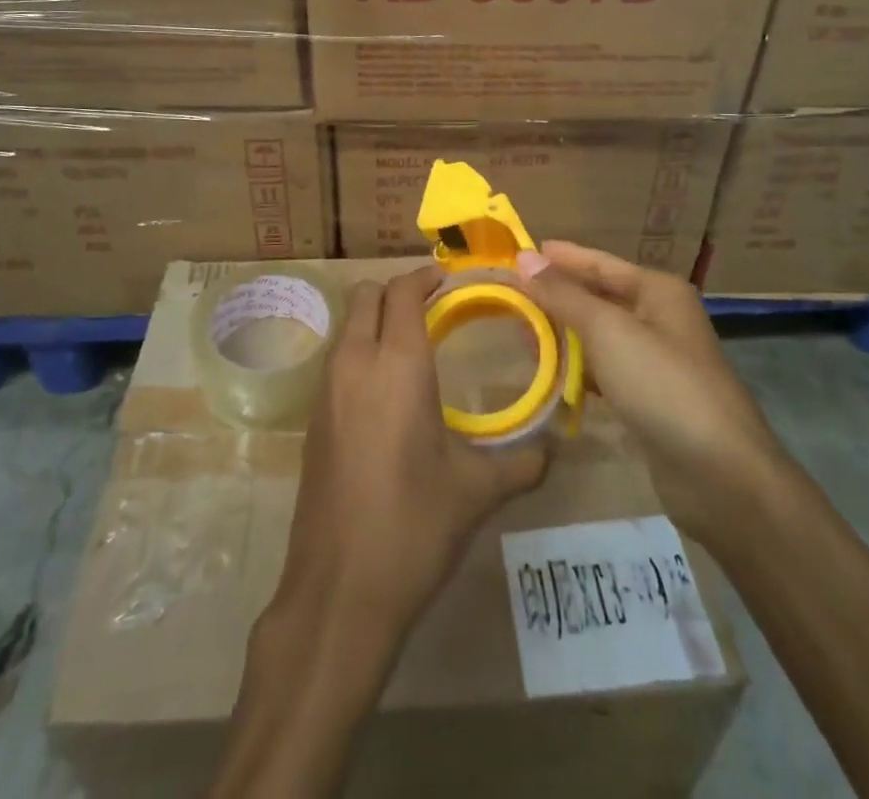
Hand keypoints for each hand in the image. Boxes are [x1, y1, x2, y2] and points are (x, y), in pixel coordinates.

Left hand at [274, 265, 548, 639]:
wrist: (338, 592)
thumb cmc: (414, 527)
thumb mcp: (476, 492)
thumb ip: (522, 463)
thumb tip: (556, 450)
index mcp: (397, 366)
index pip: (402, 292)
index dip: (425, 277)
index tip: (450, 280)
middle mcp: (355, 364)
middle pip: (365, 295)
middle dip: (397, 291)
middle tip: (434, 308)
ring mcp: (326, 391)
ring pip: (347, 325)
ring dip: (375, 319)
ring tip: (413, 345)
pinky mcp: (312, 420)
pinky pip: (337, 360)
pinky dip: (360, 351)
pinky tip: (387, 390)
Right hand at [515, 241, 780, 547]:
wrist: (719, 474)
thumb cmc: (662, 384)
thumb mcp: (607, 331)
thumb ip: (563, 294)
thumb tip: (524, 257)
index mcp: (658, 291)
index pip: (600, 263)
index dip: (561, 258)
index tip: (519, 252)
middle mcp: (660, 318)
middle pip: (599, 297)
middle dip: (557, 297)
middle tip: (510, 296)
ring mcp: (656, 361)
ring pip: (599, 336)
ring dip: (563, 334)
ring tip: (520, 333)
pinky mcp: (649, 399)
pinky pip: (604, 370)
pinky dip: (577, 369)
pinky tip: (549, 373)